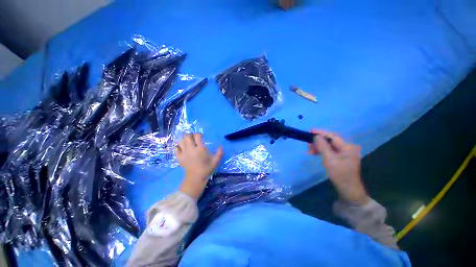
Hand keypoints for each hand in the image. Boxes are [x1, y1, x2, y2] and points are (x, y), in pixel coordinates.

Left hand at [176, 133, 222, 198]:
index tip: (201, 136)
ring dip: (184, 139)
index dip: (199, 134)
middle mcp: (191, 149)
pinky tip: (182, 148)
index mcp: (200, 149)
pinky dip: (178, 146)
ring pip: (180, 141)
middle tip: (193, 138)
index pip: (197, 136)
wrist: (196, 178)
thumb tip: (221, 146)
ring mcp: (184, 153)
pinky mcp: (179, 157)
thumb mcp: (216, 161)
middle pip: (187, 136)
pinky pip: (176, 148)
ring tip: (187, 142)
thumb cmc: (206, 169)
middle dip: (190, 135)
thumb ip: (219, 153)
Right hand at [308, 130, 368, 204]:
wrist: (348, 190)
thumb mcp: (330, 160)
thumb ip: (323, 147)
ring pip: (328, 146)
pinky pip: (329, 151)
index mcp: (347, 147)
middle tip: (307, 144)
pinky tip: (314, 153)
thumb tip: (316, 136)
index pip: (332, 136)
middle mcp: (347, 148)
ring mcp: (344, 153)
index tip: (310, 131)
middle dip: (318, 141)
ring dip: (318, 147)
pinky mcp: (341, 158)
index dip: (321, 133)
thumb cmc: (340, 175)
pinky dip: (321, 151)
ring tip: (309, 150)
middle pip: (330, 141)